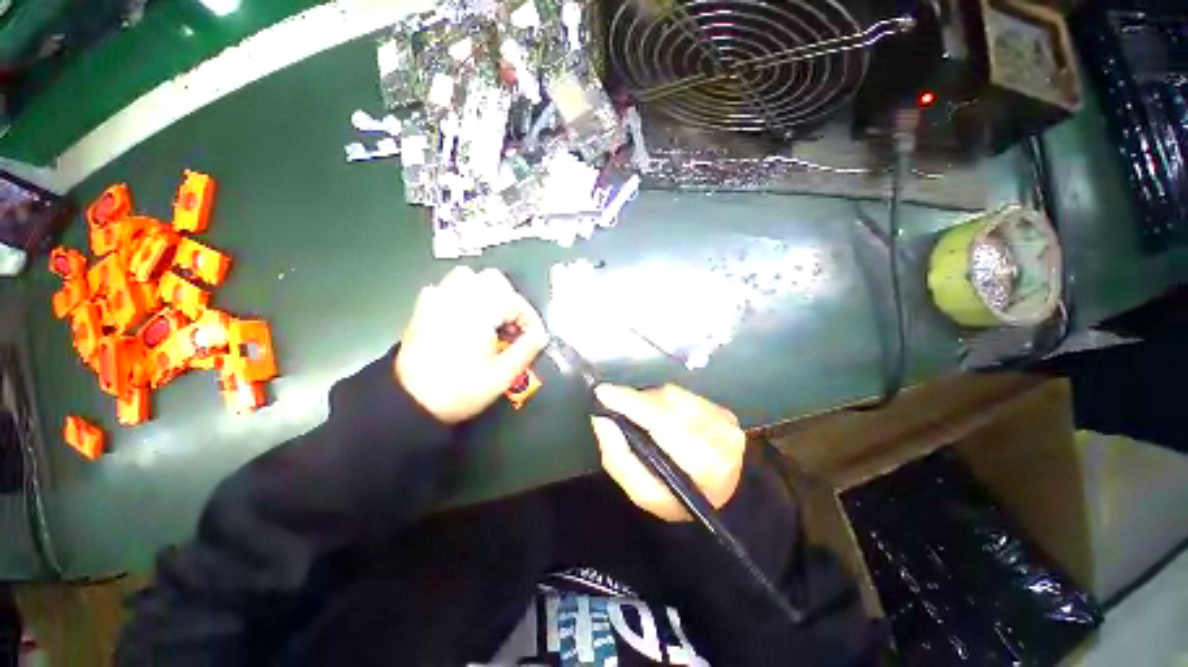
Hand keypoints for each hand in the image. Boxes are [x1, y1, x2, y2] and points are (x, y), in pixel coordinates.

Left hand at [395, 267, 548, 423]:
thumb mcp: (502, 377)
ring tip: (489, 317)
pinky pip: (443, 288)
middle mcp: (458, 300)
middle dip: (509, 299)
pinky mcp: (423, 310)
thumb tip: (541, 335)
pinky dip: (459, 295)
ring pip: (467, 277)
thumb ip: (526, 351)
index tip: (533, 337)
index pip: (515, 300)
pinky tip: (463, 318)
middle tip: (511, 325)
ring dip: (484, 292)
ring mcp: (436, 302)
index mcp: (479, 315)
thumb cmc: (460, 391)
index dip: (530, 318)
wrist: (410, 403)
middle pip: (493, 279)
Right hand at [591, 384, 745, 521]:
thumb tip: (602, 418)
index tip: (603, 392)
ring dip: (650, 401)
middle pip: (667, 403)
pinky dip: (665, 401)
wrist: (724, 498)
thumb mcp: (643, 492)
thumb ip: (619, 456)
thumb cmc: (678, 499)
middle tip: (615, 403)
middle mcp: (721, 436)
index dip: (631, 403)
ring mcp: (726, 421)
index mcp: (704, 464)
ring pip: (674, 395)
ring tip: (640, 414)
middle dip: (637, 401)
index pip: (663, 421)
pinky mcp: (725, 411)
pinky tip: (660, 415)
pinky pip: (683, 395)